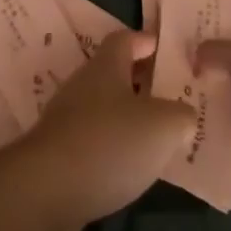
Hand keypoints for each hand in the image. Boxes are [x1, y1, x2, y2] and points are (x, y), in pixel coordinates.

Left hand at [8, 31, 192, 230]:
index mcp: (106, 66)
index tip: (167, 50)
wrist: (46, 191)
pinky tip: (131, 167)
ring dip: (129, 118)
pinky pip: (94, 139)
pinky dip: (114, 146)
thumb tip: (183, 117)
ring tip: (158, 136)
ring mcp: (67, 119)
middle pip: (115, 73)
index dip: (146, 41)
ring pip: (105, 108)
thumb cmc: (109, 144)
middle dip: (142, 82)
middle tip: (171, 96)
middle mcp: (83, 85)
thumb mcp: (163, 127)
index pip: (126, 39)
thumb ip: (181, 116)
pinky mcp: (59, 153)